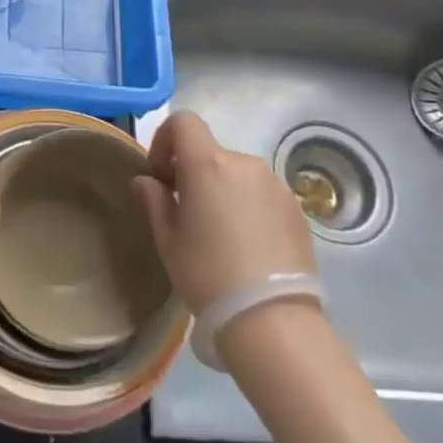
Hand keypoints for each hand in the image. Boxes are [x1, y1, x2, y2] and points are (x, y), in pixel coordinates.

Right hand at [133, 110, 317, 313]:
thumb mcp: (168, 240)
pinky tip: (247, 246)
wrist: (272, 319)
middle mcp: (245, 163)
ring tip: (220, 234)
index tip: (161, 175)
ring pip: (238, 174)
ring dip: (223, 190)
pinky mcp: (296, 209)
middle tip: (186, 213)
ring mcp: (276, 185)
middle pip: (211, 152)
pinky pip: (262, 194)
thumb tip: (146, 181)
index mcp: (208, 164)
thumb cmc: (208, 274)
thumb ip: (154, 201)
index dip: (165, 139)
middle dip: (194, 173)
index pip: (183, 122)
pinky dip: (248, 206)